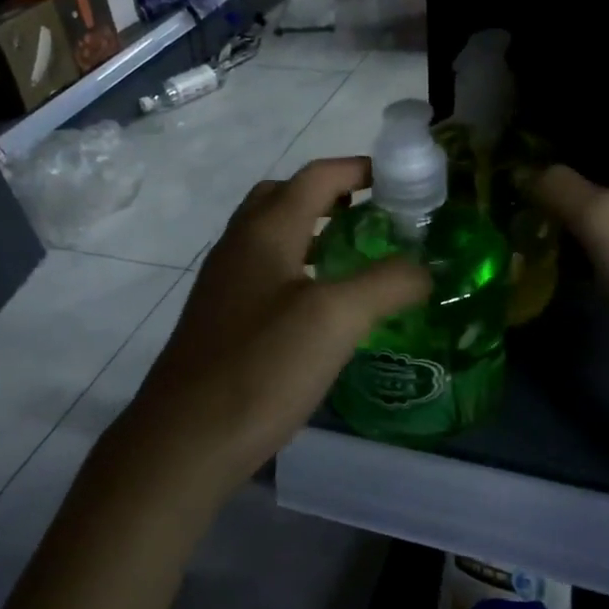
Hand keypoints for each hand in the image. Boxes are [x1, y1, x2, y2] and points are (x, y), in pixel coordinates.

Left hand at [117, 158, 430, 502]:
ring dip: (312, 233)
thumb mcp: (336, 319)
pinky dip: (297, 271)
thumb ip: (386, 283)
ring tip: (355, 259)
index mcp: (264, 232)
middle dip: (329, 195)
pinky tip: (321, 310)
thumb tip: (421, 268)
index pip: (316, 177)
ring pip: (270, 238)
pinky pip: (264, 275)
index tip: (400, 179)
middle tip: (372, 217)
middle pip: (283, 197)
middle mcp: (238, 247)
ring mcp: (223, 285)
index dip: (358, 169)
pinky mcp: (220, 320)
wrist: (186, 439)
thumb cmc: (261, 368)